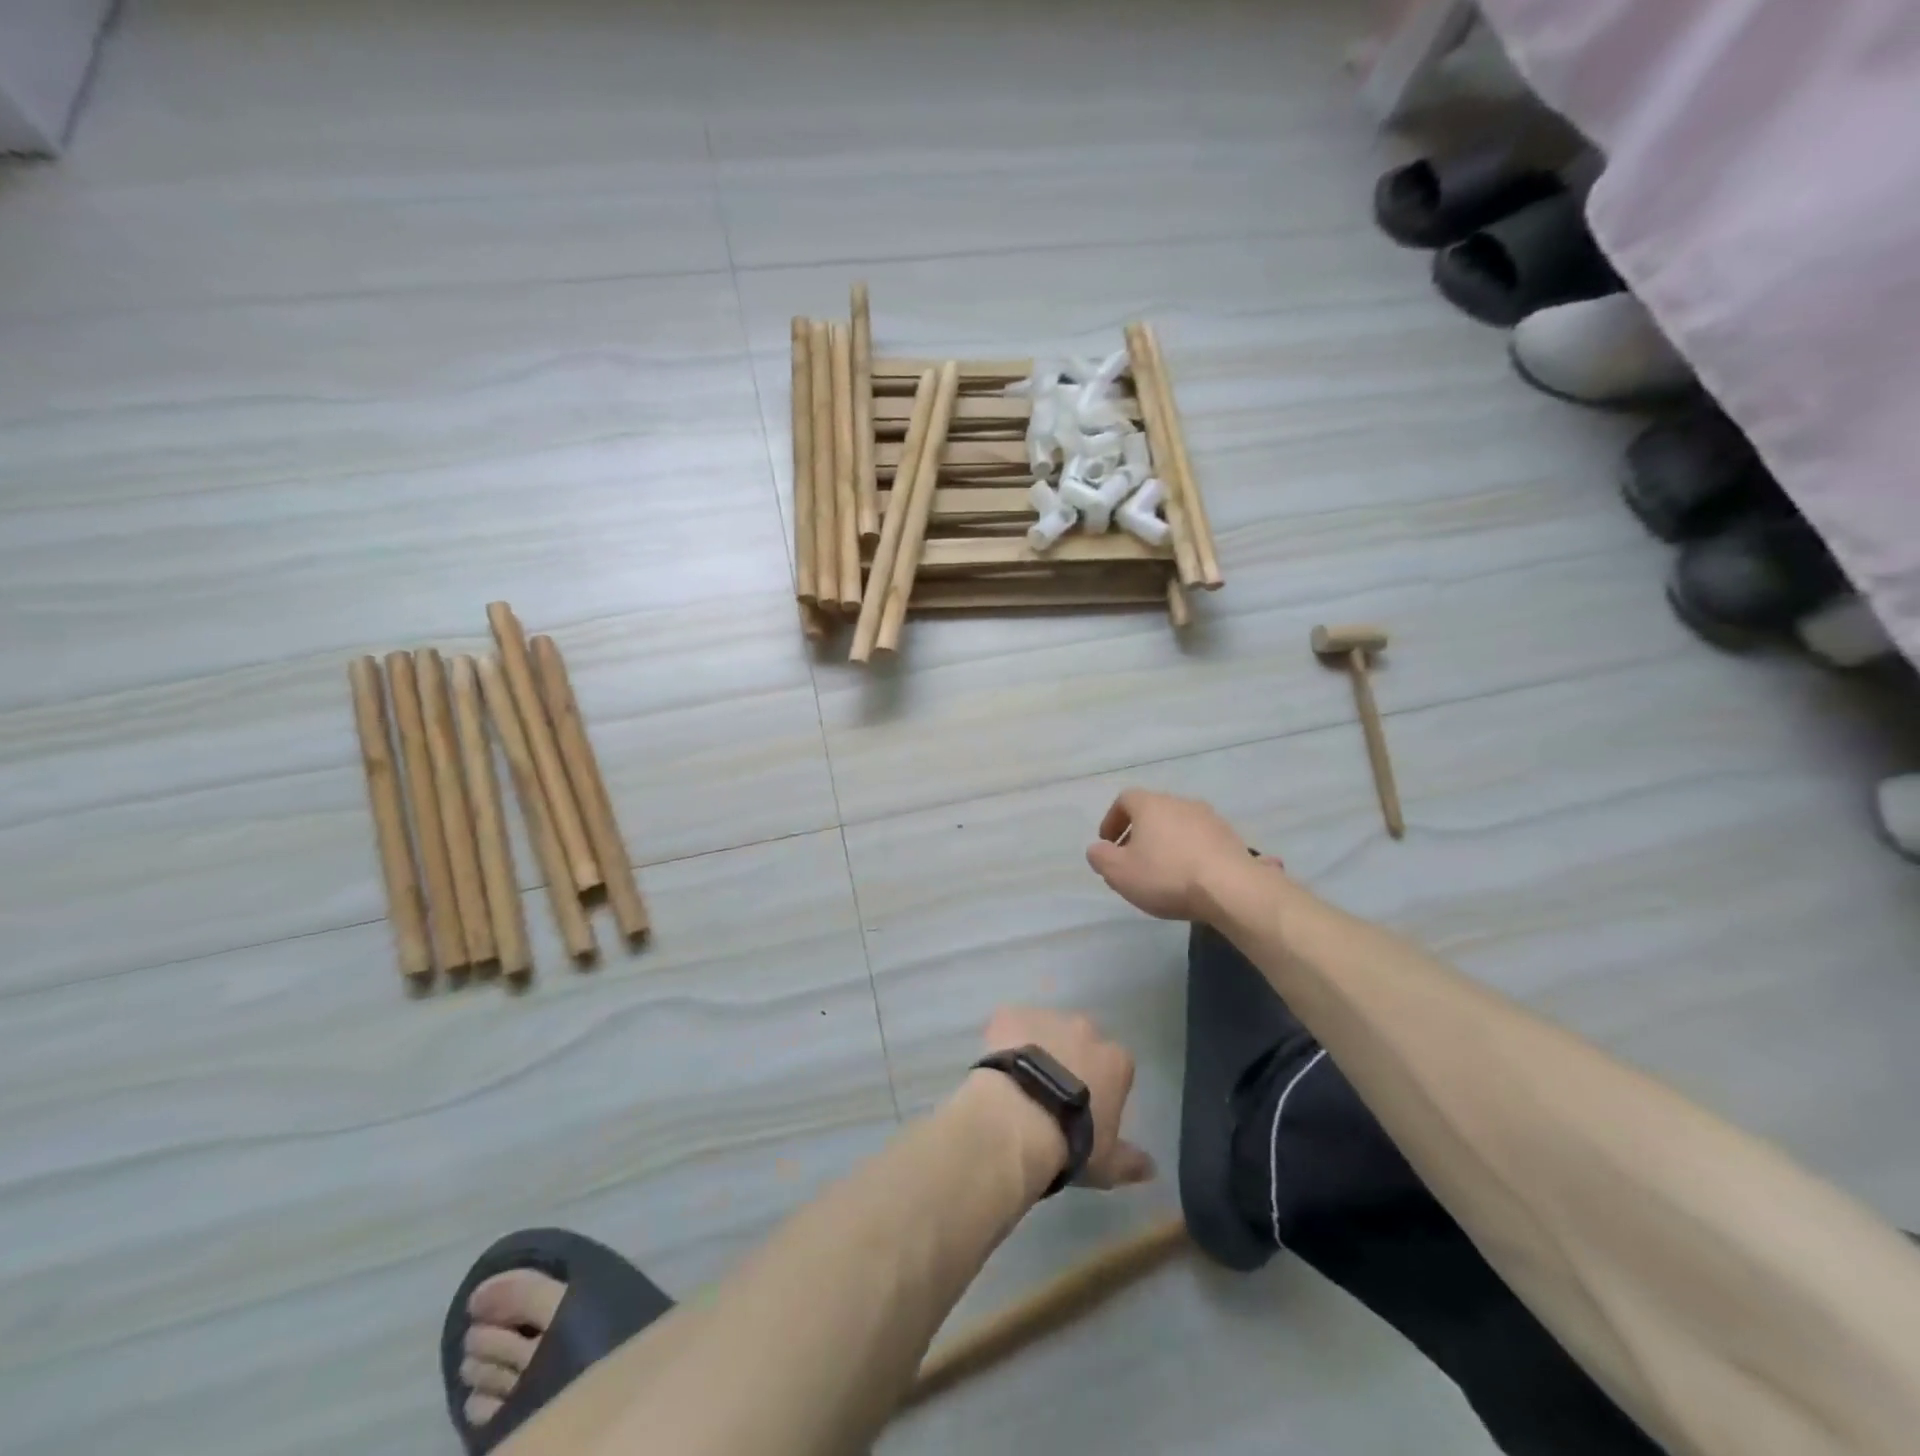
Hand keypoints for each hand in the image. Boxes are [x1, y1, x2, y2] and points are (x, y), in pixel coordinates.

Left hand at [982, 1006, 1154, 1188]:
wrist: (1019, 1119)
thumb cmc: (1070, 1143)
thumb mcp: (1107, 1164)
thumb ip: (1130, 1161)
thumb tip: (1152, 1168)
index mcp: (1115, 1060)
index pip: (1115, 1065)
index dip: (1101, 1084)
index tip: (1087, 1106)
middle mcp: (1084, 1029)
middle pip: (1080, 1039)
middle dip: (1070, 1058)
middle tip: (1051, 1090)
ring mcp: (1046, 1017)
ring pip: (1044, 1028)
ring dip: (1037, 1046)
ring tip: (1020, 1080)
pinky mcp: (1010, 1014)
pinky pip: (1009, 1023)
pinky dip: (1005, 1039)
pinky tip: (997, 1066)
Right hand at [1085, 789, 1251, 920]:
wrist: (1231, 888)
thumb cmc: (1166, 875)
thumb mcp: (1119, 872)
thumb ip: (1101, 857)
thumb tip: (1097, 848)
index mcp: (1150, 804)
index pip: (1124, 799)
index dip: (1112, 820)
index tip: (1109, 843)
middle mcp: (1180, 802)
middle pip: (1153, 810)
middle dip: (1140, 832)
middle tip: (1133, 858)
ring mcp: (1210, 818)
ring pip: (1179, 824)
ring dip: (1167, 841)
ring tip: (1163, 870)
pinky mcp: (1231, 838)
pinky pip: (1202, 840)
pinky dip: (1191, 852)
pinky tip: (1191, 876)